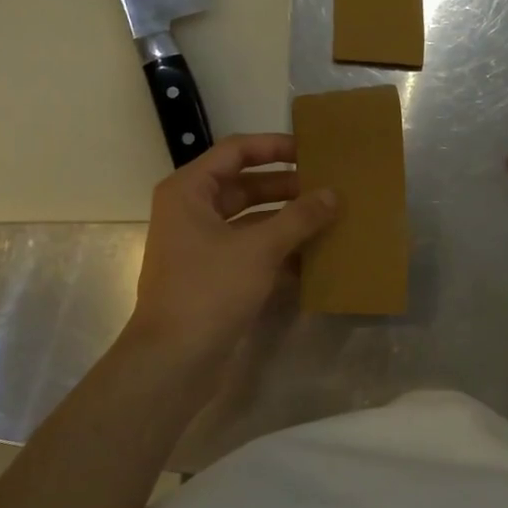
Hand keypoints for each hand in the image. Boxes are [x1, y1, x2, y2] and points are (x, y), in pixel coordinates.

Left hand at [124, 134, 335, 362]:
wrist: (174, 360)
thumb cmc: (209, 290)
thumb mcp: (259, 248)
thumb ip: (299, 217)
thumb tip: (333, 195)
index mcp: (190, 191)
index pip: (236, 151)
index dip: (274, 147)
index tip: (312, 151)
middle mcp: (192, 212)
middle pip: (245, 186)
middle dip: (287, 187)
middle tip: (328, 188)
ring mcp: (202, 245)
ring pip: (252, 220)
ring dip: (287, 220)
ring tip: (329, 218)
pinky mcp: (215, 275)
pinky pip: (252, 250)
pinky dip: (280, 250)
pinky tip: (315, 256)